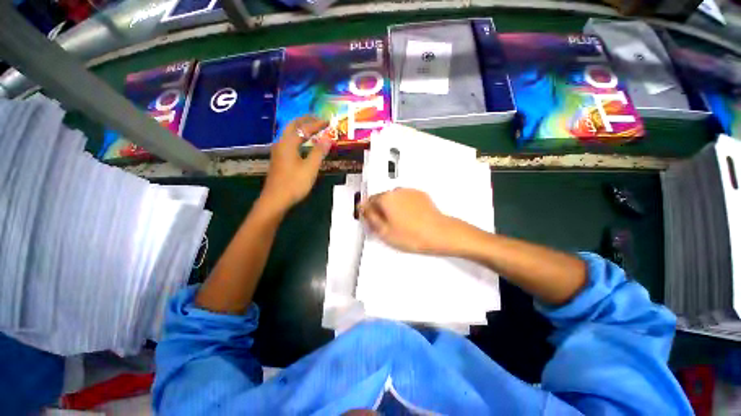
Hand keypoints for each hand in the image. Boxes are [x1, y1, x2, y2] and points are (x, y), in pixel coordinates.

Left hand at [261, 116, 330, 211]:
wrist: (275, 200)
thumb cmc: (294, 183)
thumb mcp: (310, 168)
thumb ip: (319, 151)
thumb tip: (328, 138)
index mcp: (288, 143)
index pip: (303, 128)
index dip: (316, 124)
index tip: (327, 121)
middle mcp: (281, 144)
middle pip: (292, 126)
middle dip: (305, 121)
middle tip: (318, 119)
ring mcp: (278, 152)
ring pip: (290, 134)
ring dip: (301, 129)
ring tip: (313, 129)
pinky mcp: (279, 160)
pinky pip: (289, 142)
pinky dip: (298, 138)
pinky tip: (304, 144)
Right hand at [360, 188, 459, 254]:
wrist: (439, 233)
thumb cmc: (413, 235)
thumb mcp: (384, 231)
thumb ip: (370, 218)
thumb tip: (364, 209)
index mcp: (386, 198)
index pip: (369, 200)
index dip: (367, 211)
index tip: (370, 219)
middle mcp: (397, 191)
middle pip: (382, 198)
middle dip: (380, 209)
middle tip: (385, 225)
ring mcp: (410, 192)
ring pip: (394, 198)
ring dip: (392, 207)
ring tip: (399, 224)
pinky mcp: (420, 195)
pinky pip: (406, 199)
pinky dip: (404, 206)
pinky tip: (409, 219)